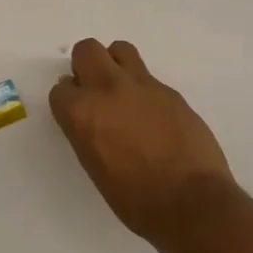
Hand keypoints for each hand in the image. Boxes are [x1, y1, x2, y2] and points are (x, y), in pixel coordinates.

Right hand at [50, 39, 234, 241]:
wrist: (191, 202)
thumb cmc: (134, 199)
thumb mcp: (94, 166)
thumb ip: (86, 131)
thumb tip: (90, 115)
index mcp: (82, 112)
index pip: (61, 89)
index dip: (69, 101)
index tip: (77, 113)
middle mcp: (107, 89)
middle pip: (86, 51)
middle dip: (86, 66)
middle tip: (95, 91)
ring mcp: (142, 85)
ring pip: (120, 49)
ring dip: (115, 64)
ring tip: (123, 91)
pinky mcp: (169, 91)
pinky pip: (148, 77)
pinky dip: (144, 89)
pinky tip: (152, 115)